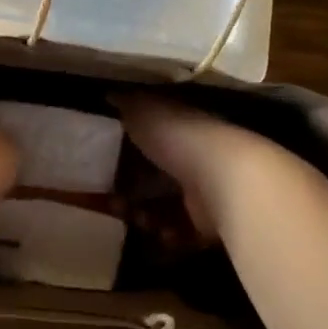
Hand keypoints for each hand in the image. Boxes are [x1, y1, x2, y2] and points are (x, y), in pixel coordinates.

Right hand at [111, 94, 271, 239]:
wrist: (225, 179)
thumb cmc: (179, 138)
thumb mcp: (144, 111)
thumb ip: (126, 104)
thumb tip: (109, 94)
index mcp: (180, 126)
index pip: (150, 136)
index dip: (124, 151)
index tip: (101, 164)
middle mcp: (194, 155)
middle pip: (154, 176)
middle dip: (130, 191)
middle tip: (110, 201)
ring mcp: (205, 190)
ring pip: (165, 206)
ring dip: (145, 216)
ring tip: (136, 219)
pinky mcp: (211, 222)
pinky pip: (182, 231)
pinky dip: (168, 234)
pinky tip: (162, 233)